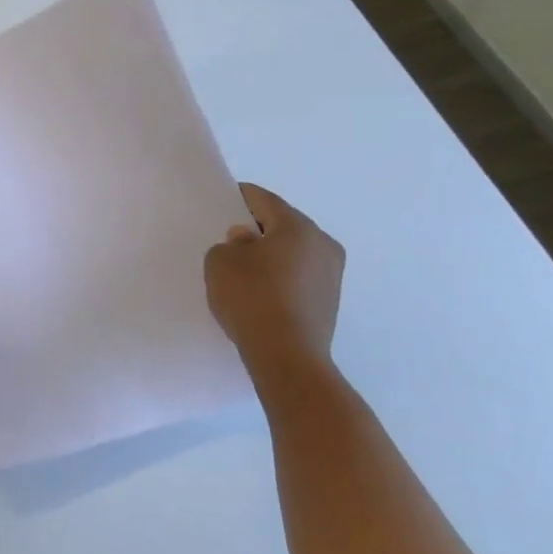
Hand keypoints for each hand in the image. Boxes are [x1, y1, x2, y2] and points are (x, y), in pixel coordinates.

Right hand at [205, 182, 344, 395]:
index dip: (240, 197)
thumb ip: (229, 243)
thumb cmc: (251, 298)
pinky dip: (281, 277)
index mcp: (298, 226)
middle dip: (258, 228)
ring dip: (272, 254)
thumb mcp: (220, 262)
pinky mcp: (330, 301)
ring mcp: (332, 274)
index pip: (264, 200)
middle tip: (231, 238)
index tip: (224, 202)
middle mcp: (322, 243)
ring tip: (244, 269)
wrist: (287, 356)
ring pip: (294, 251)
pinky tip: (261, 291)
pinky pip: (300, 276)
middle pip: (284, 224)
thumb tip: (248, 241)